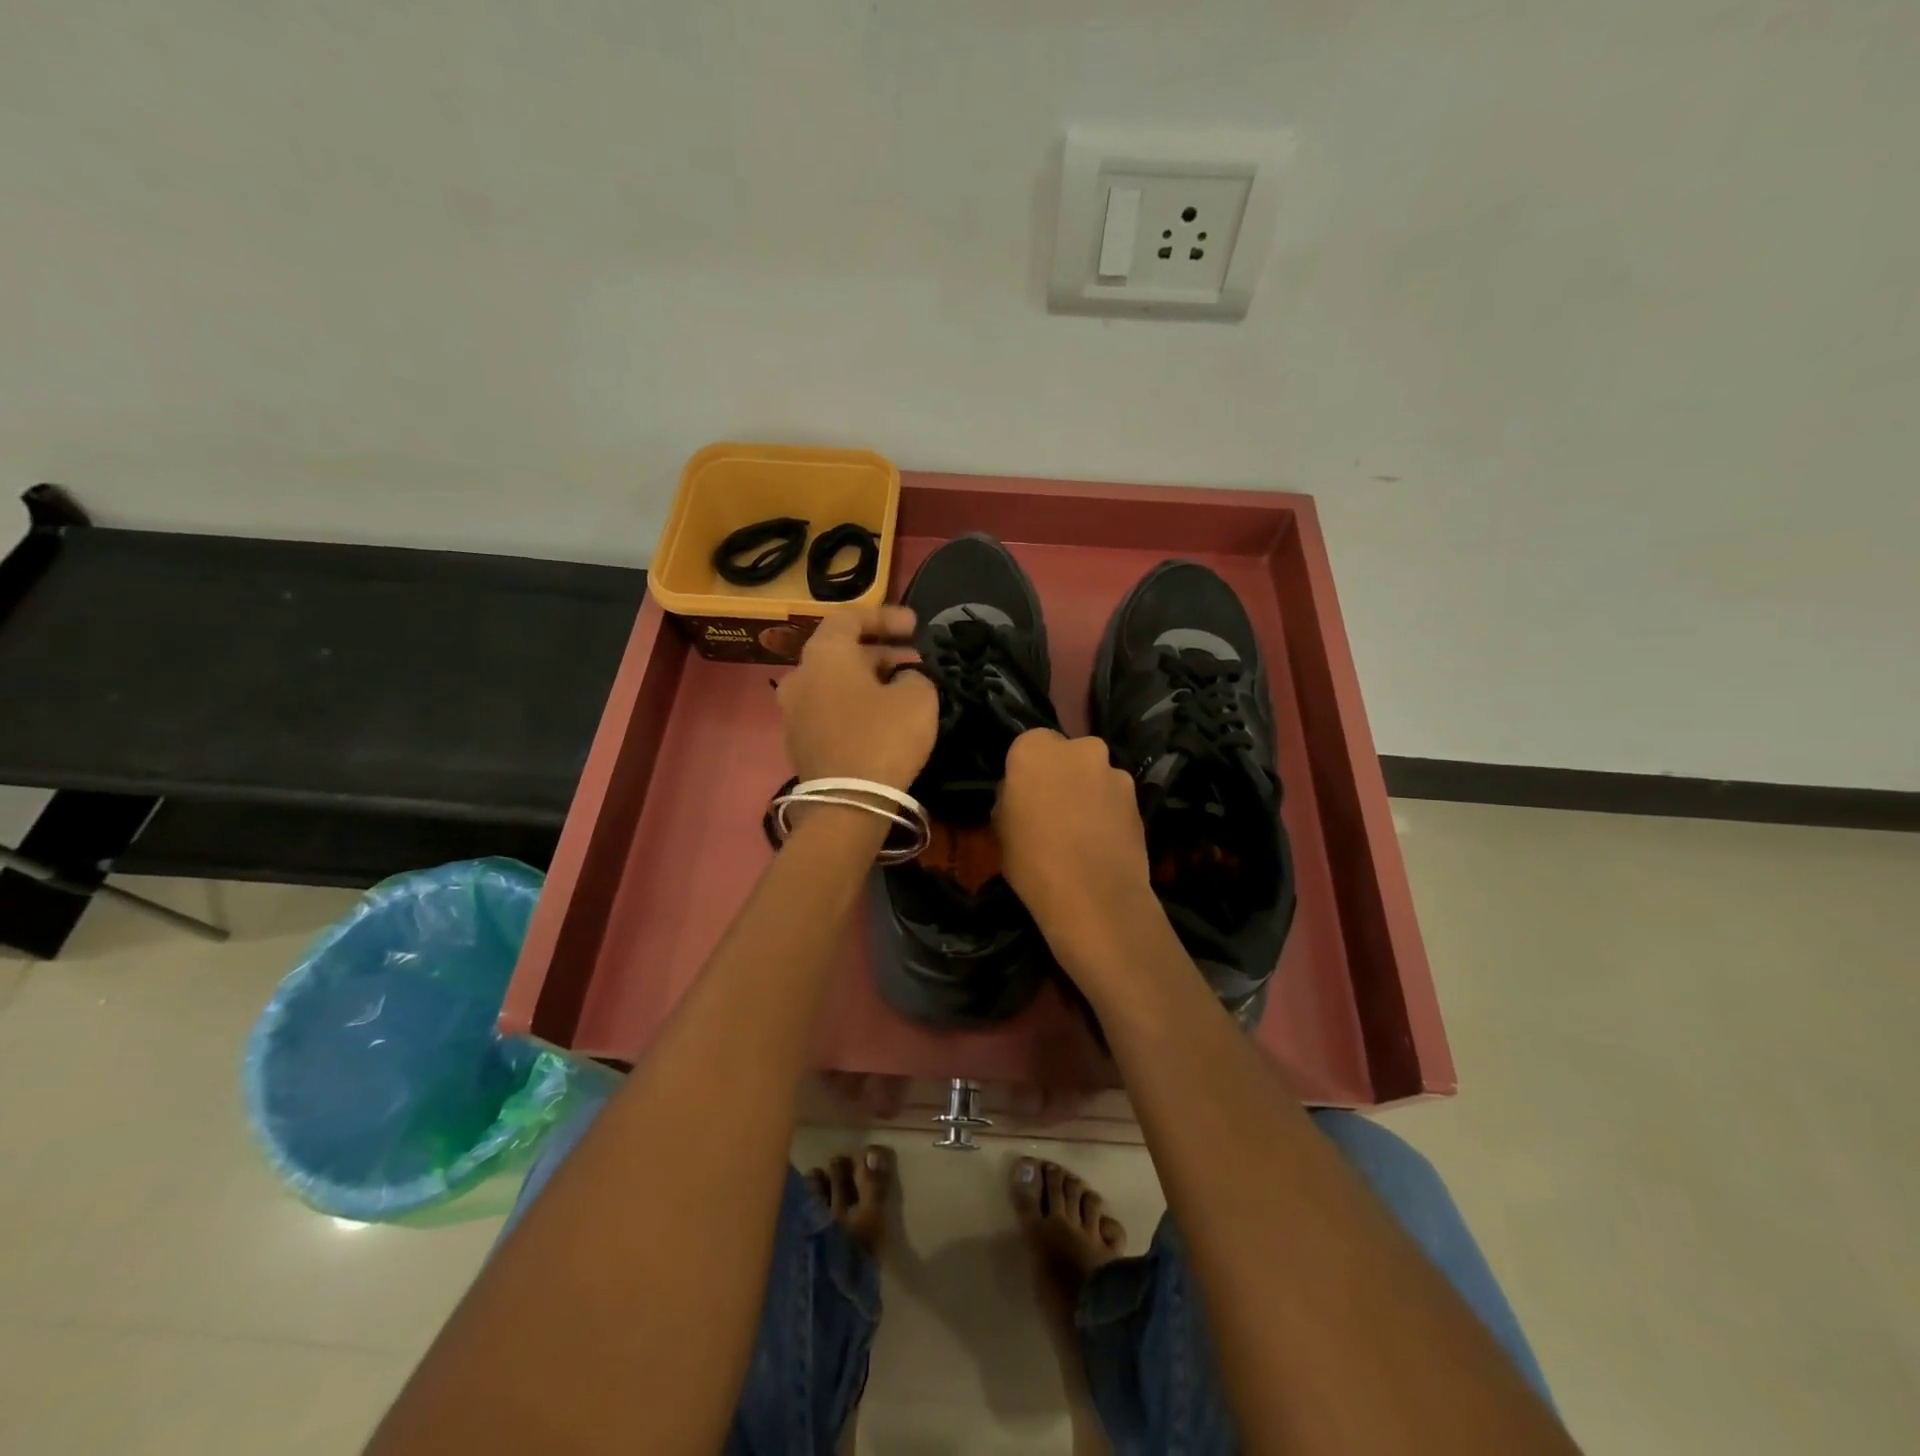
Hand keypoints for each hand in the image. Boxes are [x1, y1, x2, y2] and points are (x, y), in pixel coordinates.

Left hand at [777, 606, 937, 790]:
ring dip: (868, 679)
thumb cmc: (883, 737)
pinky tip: (881, 716)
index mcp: (824, 653)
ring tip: (902, 687)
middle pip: (841, 650)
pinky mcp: (798, 741)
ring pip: (835, 681)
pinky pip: (829, 708)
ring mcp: (793, 710)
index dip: (886, 617)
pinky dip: (854, 703)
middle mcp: (800, 675)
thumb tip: (902, 680)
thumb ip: (914, 676)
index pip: (851, 617)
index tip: (915, 625)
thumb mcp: (918, 698)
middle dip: (880, 651)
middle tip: (914, 659)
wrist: (847, 803)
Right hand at [993, 729, 1155, 963]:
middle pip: (1066, 754)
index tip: (1024, 796)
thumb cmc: (1032, 861)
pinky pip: (1115, 797)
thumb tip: (1022, 795)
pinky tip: (1103, 842)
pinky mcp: (1139, 797)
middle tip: (1054, 810)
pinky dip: (1109, 811)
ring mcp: (1114, 771)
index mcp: (1035, 748)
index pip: (1027, 746)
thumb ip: (1011, 798)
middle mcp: (1079, 747)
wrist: (1094, 897)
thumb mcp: (1001, 828)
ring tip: (1082, 831)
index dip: (1026, 772)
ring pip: (1094, 775)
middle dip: (1062, 775)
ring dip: (1088, 792)